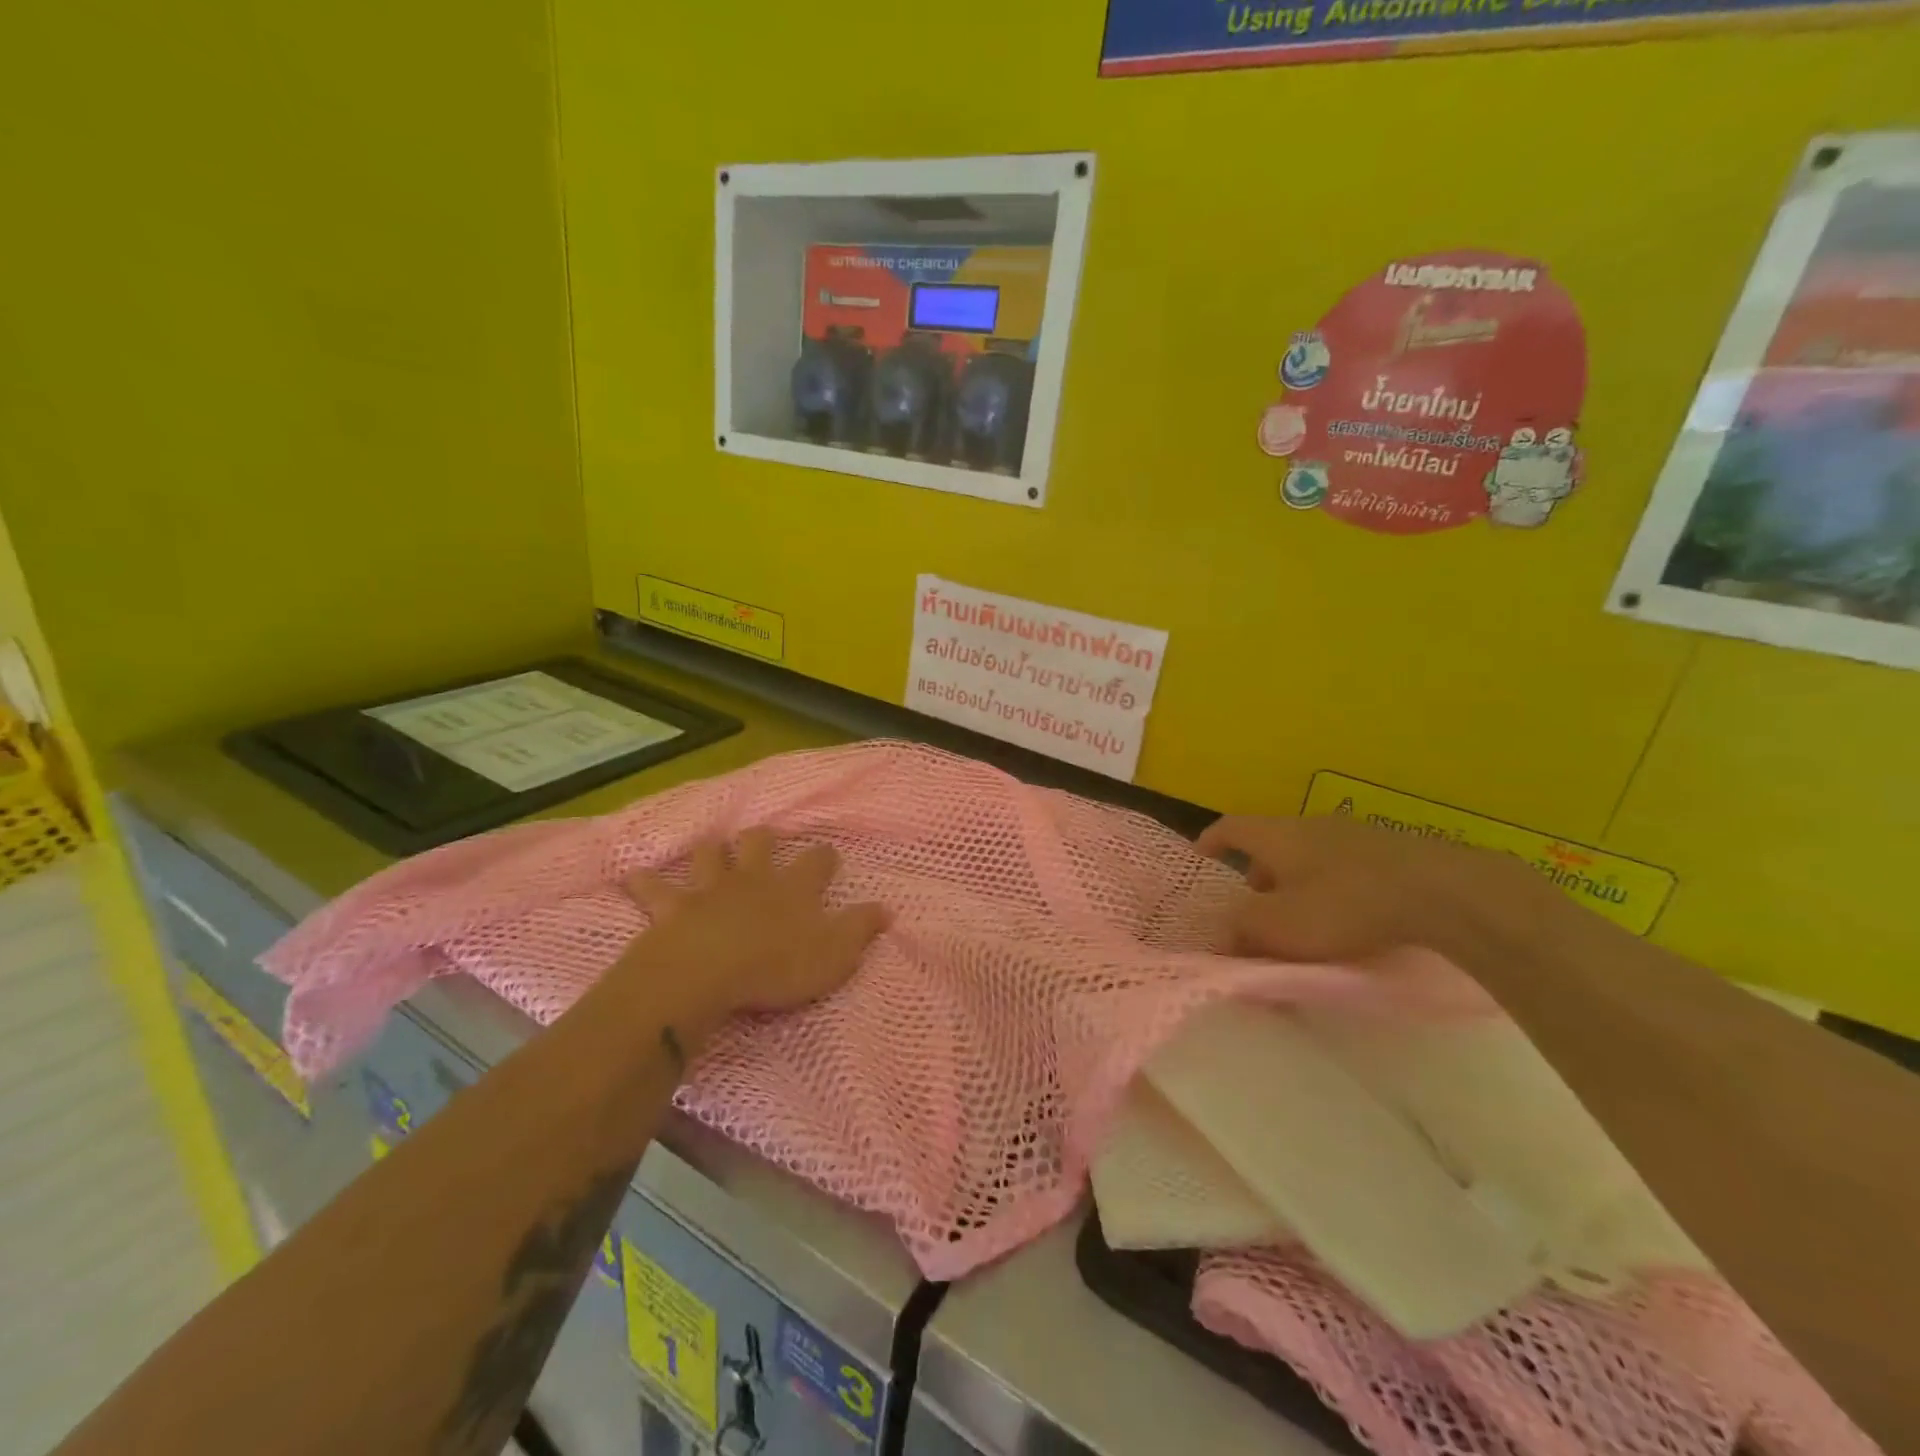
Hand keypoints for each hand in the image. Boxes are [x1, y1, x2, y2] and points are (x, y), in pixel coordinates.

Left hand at [618, 828, 888, 1032]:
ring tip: (711, 851)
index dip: (824, 857)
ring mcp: (710, 889)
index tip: (827, 857)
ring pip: (710, 855)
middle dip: (763, 840)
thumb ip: (861, 929)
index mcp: (794, 889)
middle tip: (764, 841)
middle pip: (759, 844)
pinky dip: (644, 882)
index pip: (817, 861)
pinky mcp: (671, 908)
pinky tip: (635, 876)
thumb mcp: (835, 954)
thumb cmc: (777, 967)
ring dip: (711, 852)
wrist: (707, 973)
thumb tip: (887, 909)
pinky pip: (653, 888)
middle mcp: (753, 879)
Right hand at [1196, 814, 1547, 963]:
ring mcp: (1354, 833)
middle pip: (1271, 842)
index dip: (1212, 841)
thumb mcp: (1280, 925)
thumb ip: (1243, 927)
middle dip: (1258, 872)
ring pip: (1310, 854)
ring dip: (1297, 881)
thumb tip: (1225, 930)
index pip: (1231, 827)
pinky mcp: (1392, 850)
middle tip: (1256, 905)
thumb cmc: (1343, 905)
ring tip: (1304, 916)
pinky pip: (1344, 864)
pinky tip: (1349, 914)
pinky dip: (1332, 885)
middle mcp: (1310, 824)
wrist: (1442, 893)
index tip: (1201, 857)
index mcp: (1277, 835)